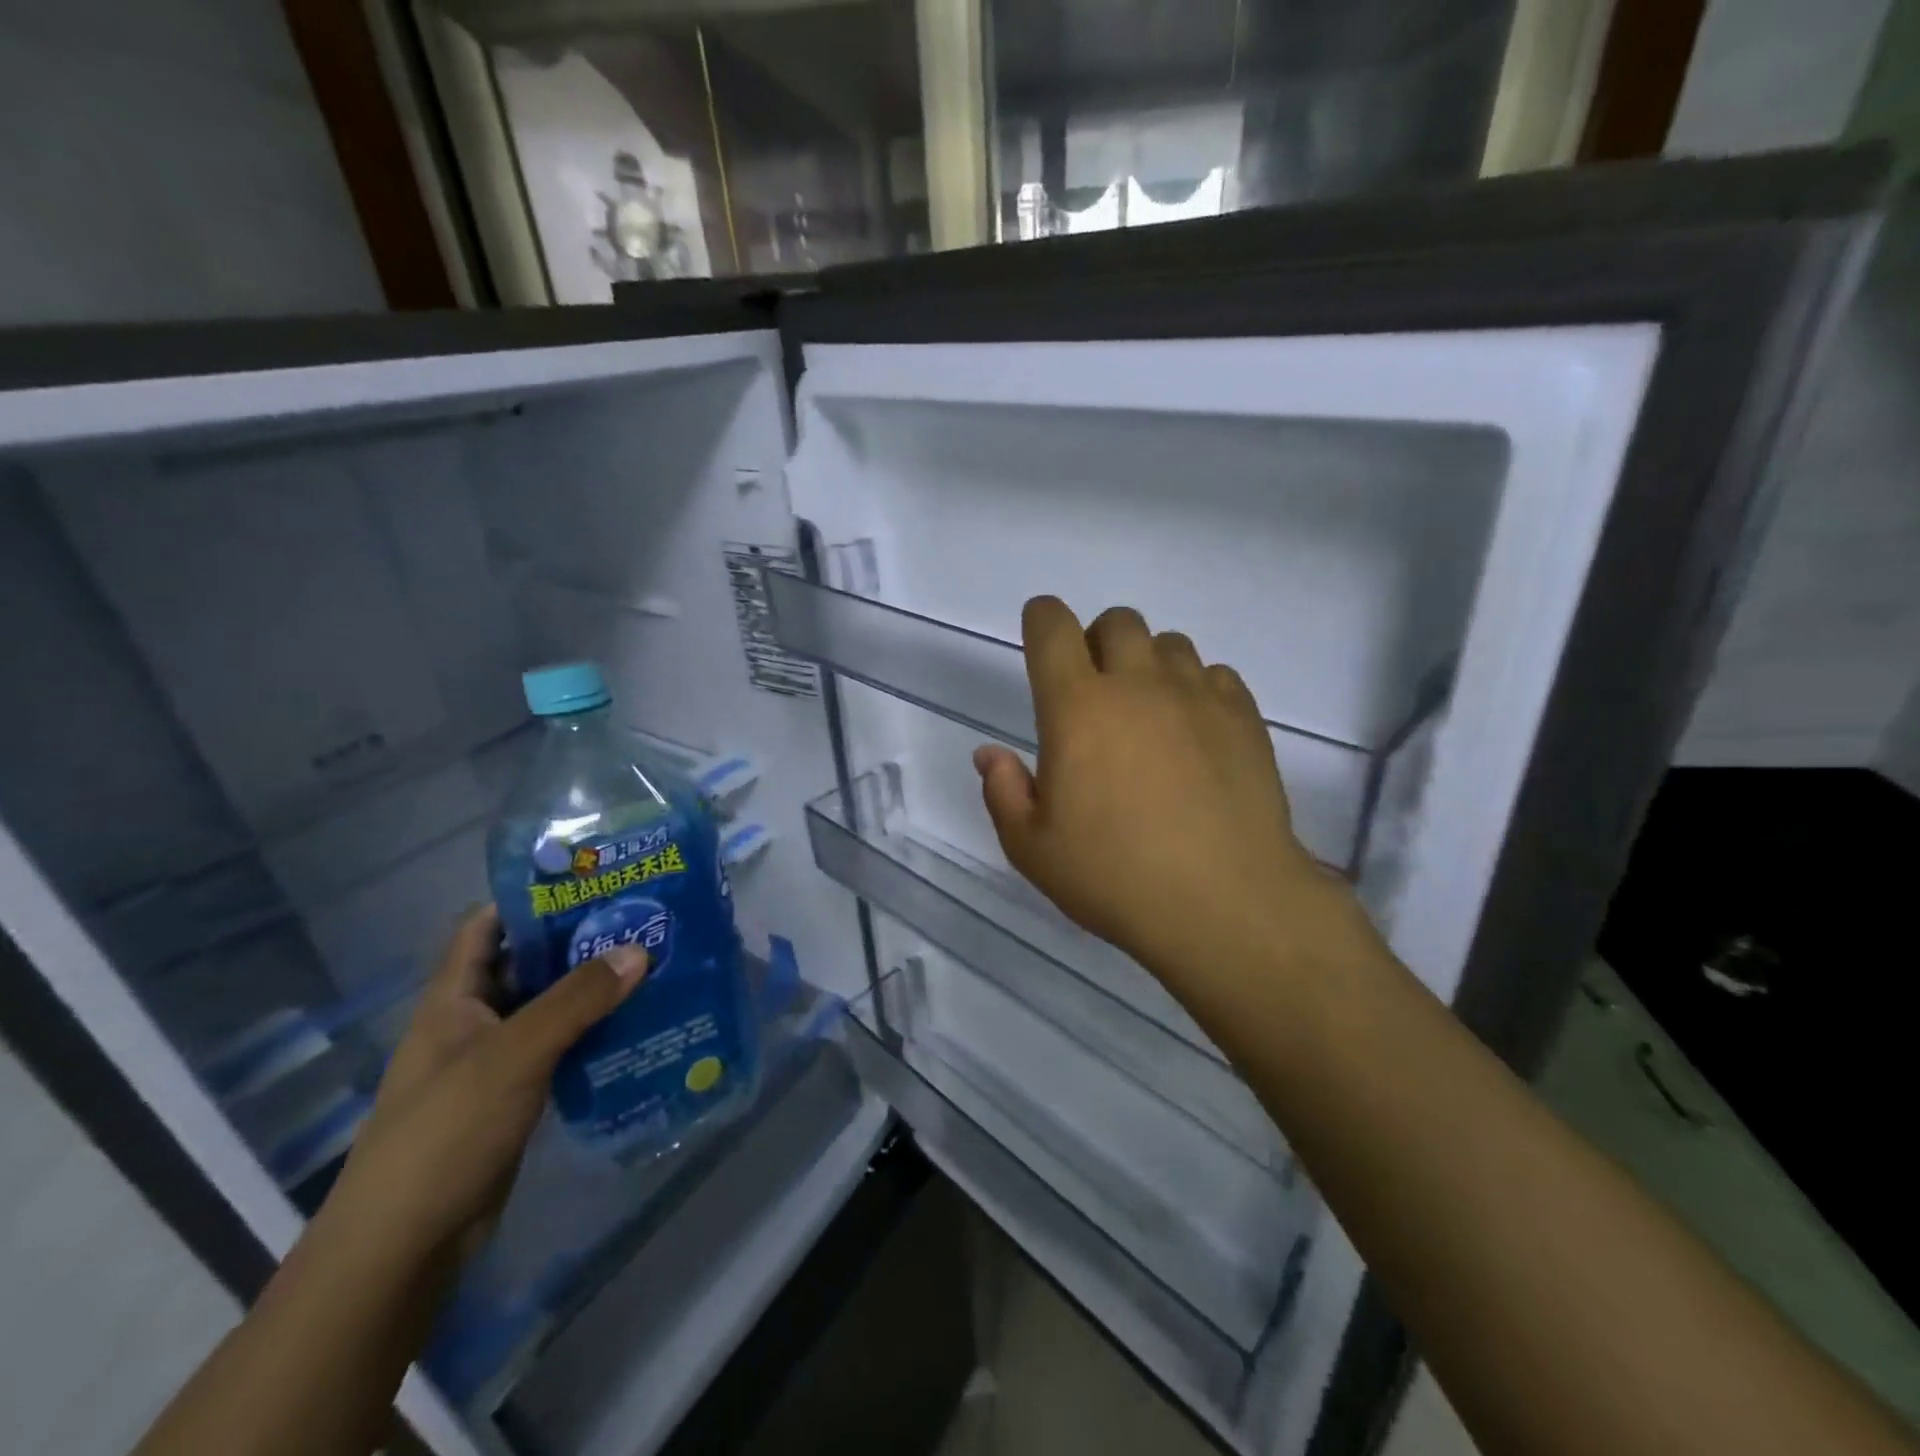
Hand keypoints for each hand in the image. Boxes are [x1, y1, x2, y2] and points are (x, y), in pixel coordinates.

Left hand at [317, 905, 646, 1266]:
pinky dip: (594, 1032)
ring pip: (549, 1007)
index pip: (486, 926)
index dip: (530, 898)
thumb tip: (639, 949)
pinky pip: (561, 1048)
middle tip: (641, 919)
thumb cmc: (445, 1134)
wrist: (405, 1247)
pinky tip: (638, 1024)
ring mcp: (494, 1061)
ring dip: (592, 989)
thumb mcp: (513, 1055)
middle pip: (527, 964)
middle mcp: (473, 1021)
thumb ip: (576, 1000)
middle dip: (578, 941)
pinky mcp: (516, 1096)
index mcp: (453, 998)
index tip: (590, 881)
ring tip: (652, 963)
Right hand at [974, 598, 1338, 987]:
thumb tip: (990, 755)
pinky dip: (1197, 689)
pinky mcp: (1244, 717)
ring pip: (1170, 643)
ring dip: (1149, 664)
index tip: (1040, 636)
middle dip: (1098, 641)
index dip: (1041, 619)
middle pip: (1117, 621)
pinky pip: (1216, 674)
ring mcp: (1197, 696)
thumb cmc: (1115, 877)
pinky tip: (1195, 734)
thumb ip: (1003, 793)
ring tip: (1149, 714)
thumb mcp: (1032, 849)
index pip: (1052, 627)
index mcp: (1077, 707)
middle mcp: (1138, 684)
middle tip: (1095, 692)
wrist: (1225, 903)